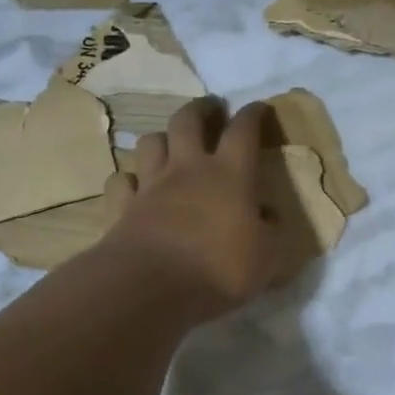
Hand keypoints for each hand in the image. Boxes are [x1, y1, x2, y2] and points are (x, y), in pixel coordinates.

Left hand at [100, 97, 282, 320]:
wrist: (152, 287)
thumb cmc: (219, 269)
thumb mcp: (268, 258)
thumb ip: (272, 233)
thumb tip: (270, 217)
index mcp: (230, 174)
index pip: (244, 130)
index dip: (253, 114)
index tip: (259, 108)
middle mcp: (188, 169)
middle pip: (188, 121)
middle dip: (201, 109)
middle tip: (211, 109)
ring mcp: (151, 185)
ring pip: (150, 142)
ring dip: (162, 138)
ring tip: (171, 144)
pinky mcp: (122, 206)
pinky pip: (121, 181)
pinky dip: (130, 179)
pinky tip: (136, 186)